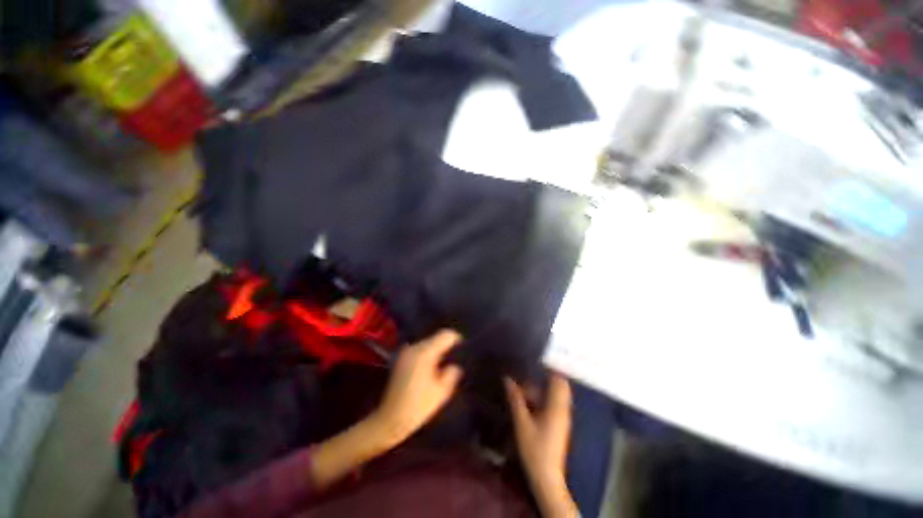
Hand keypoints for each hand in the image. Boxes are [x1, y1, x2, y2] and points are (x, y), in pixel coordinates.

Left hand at [371, 330, 463, 445]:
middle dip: (446, 346)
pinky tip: (431, 369)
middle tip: (455, 359)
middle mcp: (414, 347)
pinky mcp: (401, 358)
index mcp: (425, 353)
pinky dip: (427, 355)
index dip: (457, 339)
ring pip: (427, 343)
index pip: (445, 335)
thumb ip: (452, 373)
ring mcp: (405, 352)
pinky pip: (420, 350)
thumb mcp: (441, 392)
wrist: (389, 419)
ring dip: (436, 351)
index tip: (464, 349)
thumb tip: (455, 365)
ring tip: (444, 365)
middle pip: (435, 337)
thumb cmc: (418, 407)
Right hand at [505, 372, 577, 517]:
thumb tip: (507, 379)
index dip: (551, 366)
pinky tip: (529, 400)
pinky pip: (553, 403)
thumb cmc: (535, 449)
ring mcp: (562, 417)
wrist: (547, 477)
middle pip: (558, 385)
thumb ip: (516, 399)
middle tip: (527, 371)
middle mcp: (563, 409)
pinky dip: (543, 398)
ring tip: (523, 385)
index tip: (538, 357)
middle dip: (544, 376)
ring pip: (555, 394)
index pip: (560, 380)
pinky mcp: (559, 424)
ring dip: (541, 388)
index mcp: (557, 407)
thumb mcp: (522, 422)